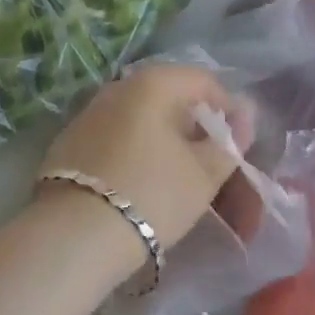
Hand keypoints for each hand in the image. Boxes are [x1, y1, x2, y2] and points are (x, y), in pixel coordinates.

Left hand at [38, 63, 249, 265]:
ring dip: (167, 139)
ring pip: (142, 116)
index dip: (229, 110)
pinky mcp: (72, 138)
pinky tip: (142, 180)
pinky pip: (117, 133)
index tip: (238, 147)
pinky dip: (137, 148)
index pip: (205, 81)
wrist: (75, 232)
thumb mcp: (203, 174)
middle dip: (197, 127)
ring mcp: (91, 110)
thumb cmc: (151, 194)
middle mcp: (119, 85)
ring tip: (180, 176)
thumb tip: (243, 117)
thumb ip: (228, 143)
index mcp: (153, 82)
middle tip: (212, 164)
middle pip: (171, 97)